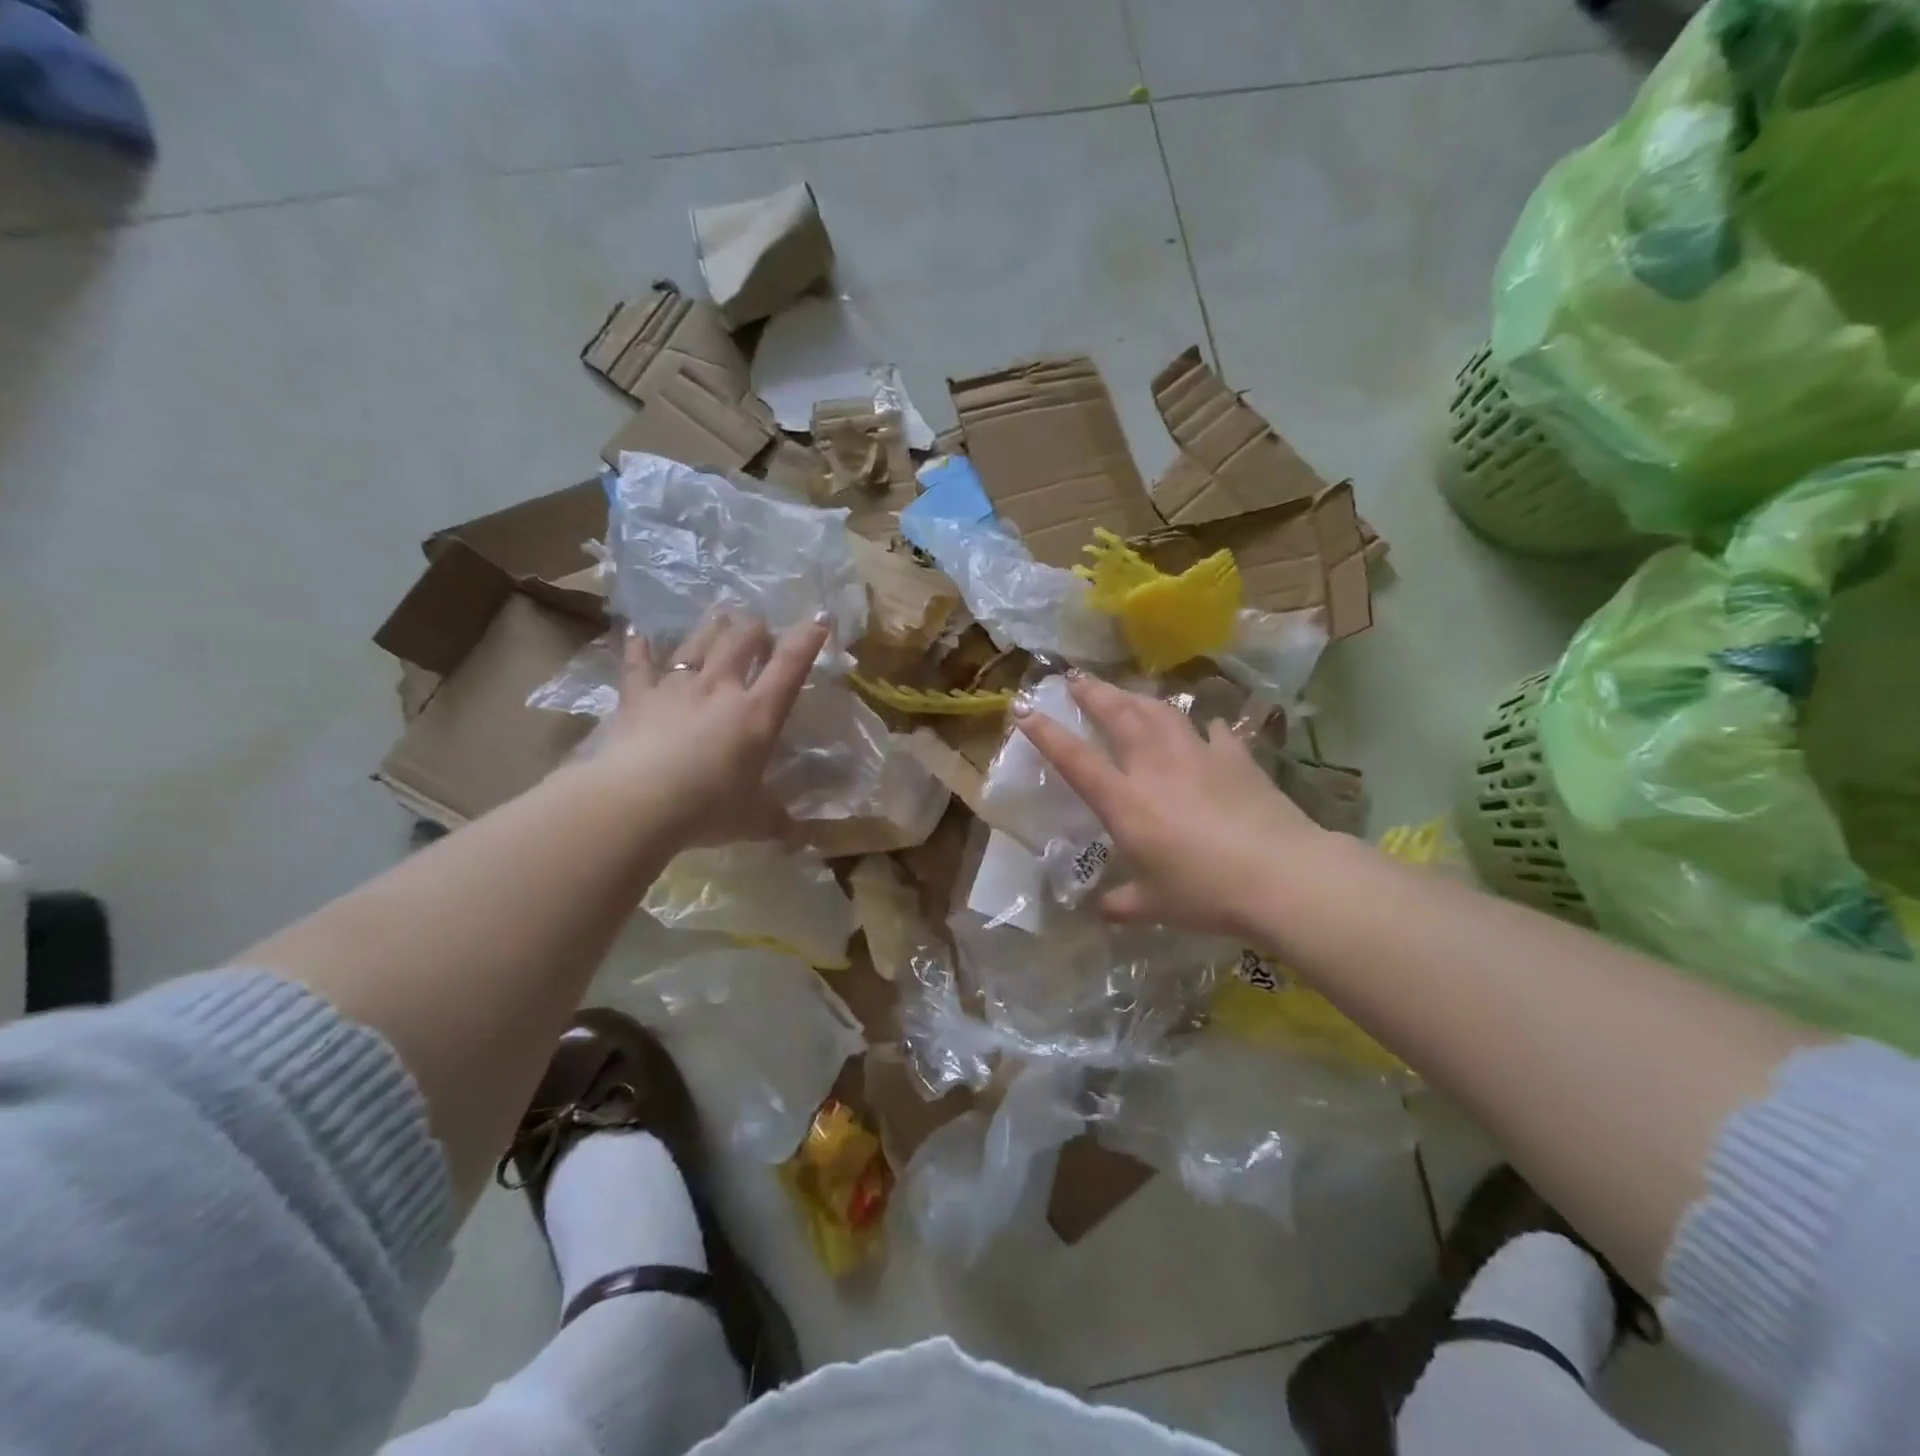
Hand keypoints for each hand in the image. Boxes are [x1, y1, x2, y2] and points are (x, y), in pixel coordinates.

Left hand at [589, 612, 827, 848]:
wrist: (637, 802)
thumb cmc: (707, 808)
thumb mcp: (754, 820)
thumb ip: (780, 823)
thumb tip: (804, 839)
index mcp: (758, 713)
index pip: (791, 665)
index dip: (808, 639)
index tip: (820, 617)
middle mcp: (721, 688)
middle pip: (743, 640)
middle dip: (757, 629)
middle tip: (761, 628)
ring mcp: (677, 687)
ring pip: (698, 642)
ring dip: (713, 627)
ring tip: (721, 615)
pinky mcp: (637, 696)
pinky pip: (638, 664)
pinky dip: (638, 646)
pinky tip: (637, 631)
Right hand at [1012, 673, 1327, 940]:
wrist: (1280, 875)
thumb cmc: (1206, 892)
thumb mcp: (1156, 905)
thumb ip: (1123, 904)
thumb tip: (1103, 911)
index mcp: (1125, 802)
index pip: (1076, 760)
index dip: (1047, 734)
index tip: (1025, 711)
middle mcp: (1154, 767)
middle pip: (1118, 716)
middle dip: (1092, 693)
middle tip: (1075, 677)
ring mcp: (1197, 756)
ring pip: (1160, 712)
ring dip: (1137, 697)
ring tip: (1126, 691)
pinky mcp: (1235, 758)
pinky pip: (1213, 733)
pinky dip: (1202, 726)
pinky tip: (1204, 725)